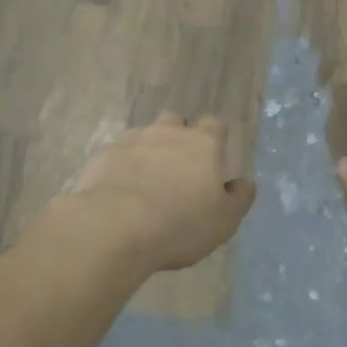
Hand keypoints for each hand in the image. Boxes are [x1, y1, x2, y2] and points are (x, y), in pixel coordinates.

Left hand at [61, 113, 256, 273]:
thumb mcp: (224, 220)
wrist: (115, 227)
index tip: (214, 156)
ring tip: (146, 179)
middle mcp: (168, 133)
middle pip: (176, 120)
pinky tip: (119, 189)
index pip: (215, 125)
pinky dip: (121, 166)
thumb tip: (244, 183)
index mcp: (203, 144)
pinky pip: (116, 154)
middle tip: (178, 166)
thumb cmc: (180, 224)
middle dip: (178, 135)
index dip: (216, 137)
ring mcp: (132, 141)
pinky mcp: (102, 156)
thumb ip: (239, 198)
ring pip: (144, 134)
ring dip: (147, 150)